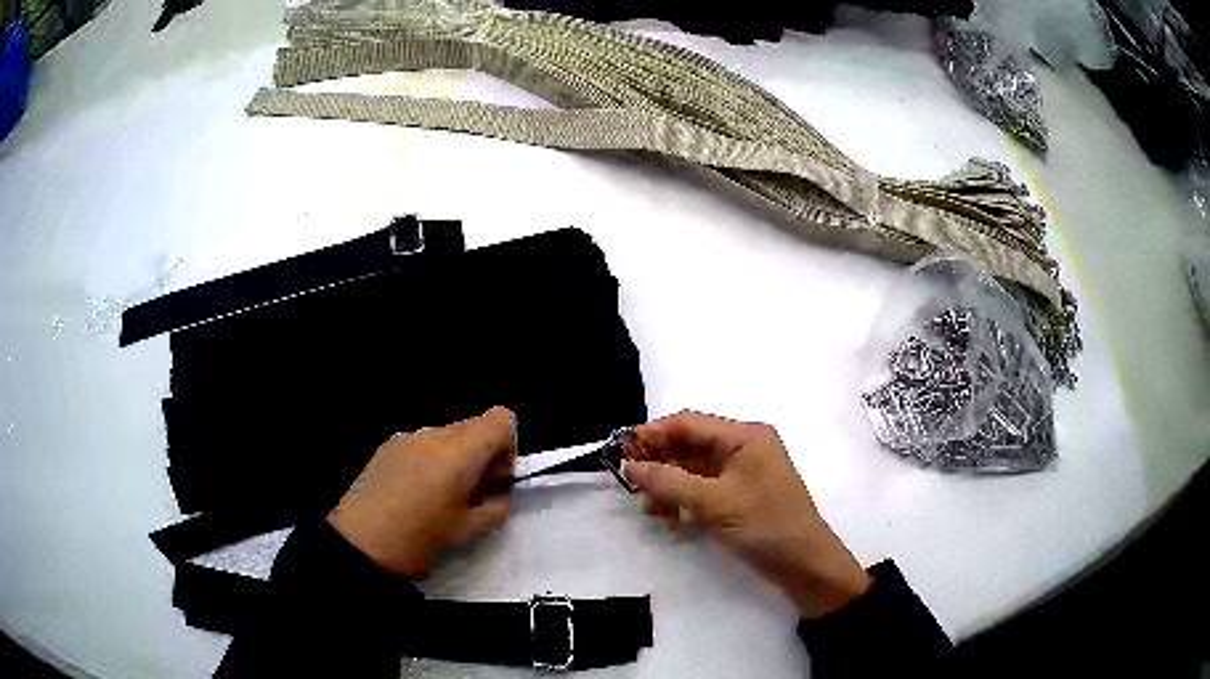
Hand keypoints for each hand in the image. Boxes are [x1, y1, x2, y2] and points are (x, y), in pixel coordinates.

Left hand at [328, 407, 517, 578]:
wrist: (361, 544)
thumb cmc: (420, 539)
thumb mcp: (470, 530)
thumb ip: (496, 506)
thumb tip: (497, 492)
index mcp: (460, 452)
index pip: (501, 419)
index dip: (508, 446)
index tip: (496, 479)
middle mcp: (434, 434)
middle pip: (474, 426)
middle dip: (482, 455)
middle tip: (471, 493)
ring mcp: (406, 437)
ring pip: (447, 435)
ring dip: (454, 458)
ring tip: (438, 497)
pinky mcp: (386, 447)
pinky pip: (421, 444)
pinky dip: (429, 460)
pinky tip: (413, 493)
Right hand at [623, 411, 871, 618]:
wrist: (805, 564)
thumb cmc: (765, 525)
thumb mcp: (714, 503)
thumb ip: (669, 482)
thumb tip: (630, 466)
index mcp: (744, 436)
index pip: (688, 423)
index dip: (652, 435)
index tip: (620, 453)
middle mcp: (743, 447)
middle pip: (689, 446)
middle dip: (659, 465)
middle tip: (630, 487)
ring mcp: (742, 473)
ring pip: (692, 470)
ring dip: (668, 487)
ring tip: (650, 511)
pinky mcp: (739, 496)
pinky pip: (703, 490)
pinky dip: (683, 502)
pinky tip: (670, 520)